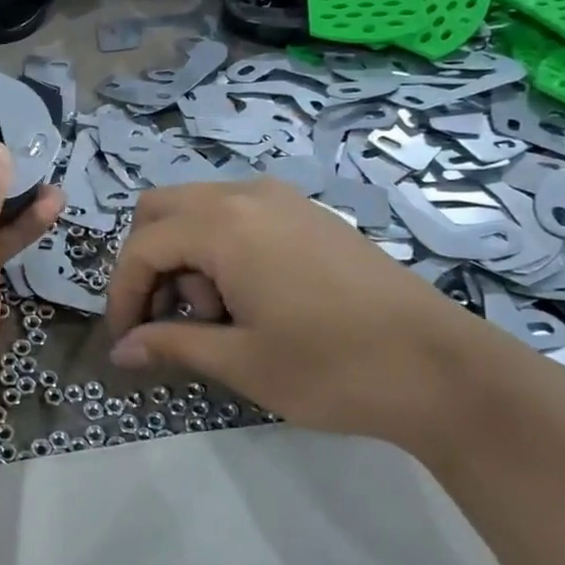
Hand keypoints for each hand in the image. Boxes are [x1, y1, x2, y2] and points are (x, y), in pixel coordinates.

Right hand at [104, 179, 514, 449]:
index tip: (125, 340)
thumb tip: (120, 350)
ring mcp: (282, 200)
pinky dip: (218, 247)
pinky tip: (248, 298)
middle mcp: (246, 195)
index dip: (121, 293)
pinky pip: (237, 214)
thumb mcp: (241, 361)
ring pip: (198, 209)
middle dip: (147, 263)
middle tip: (165, 317)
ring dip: (184, 255)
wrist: (444, 369)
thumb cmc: (332, 367)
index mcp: (223, 225)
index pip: (142, 247)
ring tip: (218, 316)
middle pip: (160, 210)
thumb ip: (170, 345)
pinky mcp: (308, 215)